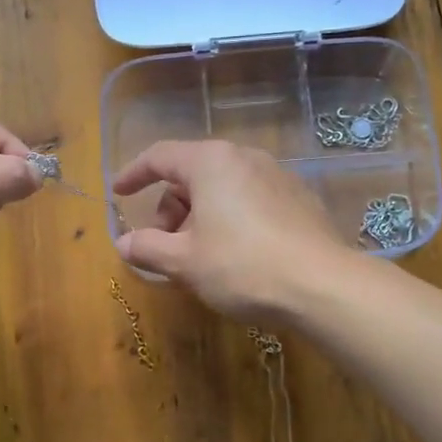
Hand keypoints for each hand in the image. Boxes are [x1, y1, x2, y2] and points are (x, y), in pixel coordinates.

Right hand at [111, 140, 355, 319]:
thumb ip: (147, 248)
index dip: (134, 174)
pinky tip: (236, 255)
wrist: (322, 285)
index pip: (160, 156)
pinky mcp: (299, 199)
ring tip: (200, 257)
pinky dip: (230, 219)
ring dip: (200, 217)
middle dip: (171, 208)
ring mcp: (277, 176)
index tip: (118, 193)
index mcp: (211, 162)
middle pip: (192, 174)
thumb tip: (123, 244)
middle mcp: (245, 158)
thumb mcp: (184, 261)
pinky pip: (250, 200)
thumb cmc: (242, 266)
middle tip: (165, 246)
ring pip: (223, 189)